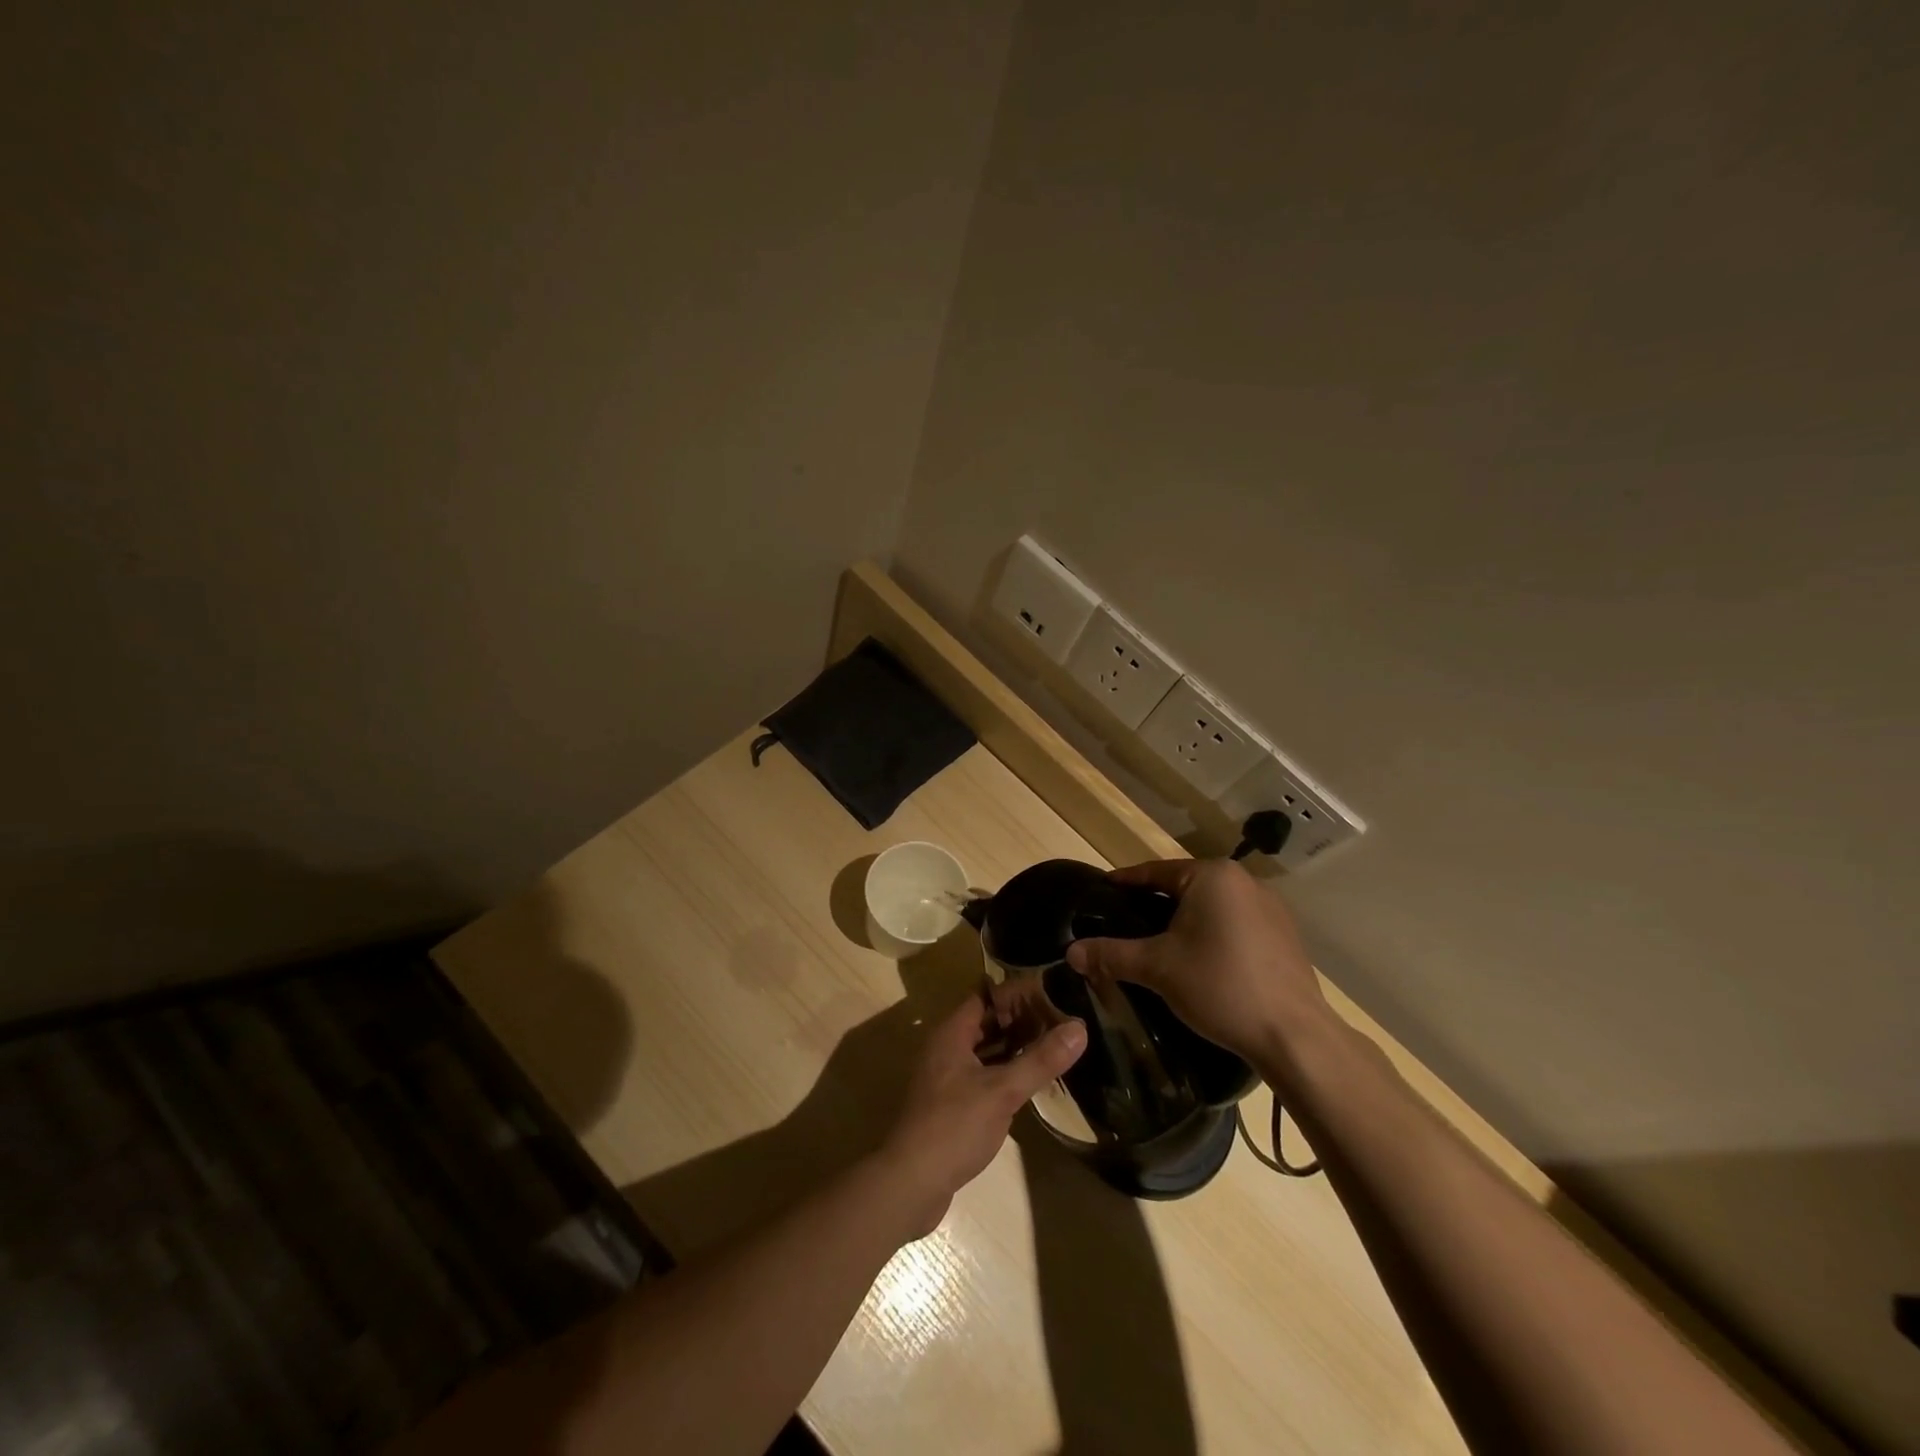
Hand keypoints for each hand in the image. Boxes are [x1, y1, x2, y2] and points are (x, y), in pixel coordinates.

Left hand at [877, 993, 1086, 1237]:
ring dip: (1014, 1046)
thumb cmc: (954, 1125)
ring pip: (985, 1050)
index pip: (986, 996)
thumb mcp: (1002, 1091)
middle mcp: (946, 1048)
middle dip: (1020, 1018)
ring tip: (1052, 1043)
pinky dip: (1005, 1071)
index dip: (1016, 991)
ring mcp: (947, 1077)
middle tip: (1059, 1017)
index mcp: (952, 1034)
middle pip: (986, 1022)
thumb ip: (1040, 1060)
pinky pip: (983, 1074)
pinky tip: (1030, 1080)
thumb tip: (1080, 1027)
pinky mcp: (951, 1104)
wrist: (911, 1182)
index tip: (1050, 989)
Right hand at [1065, 859, 1328, 1065]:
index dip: (1124, 884)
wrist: (1294, 1036)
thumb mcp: (1157, 968)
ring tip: (1158, 946)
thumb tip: (1070, 952)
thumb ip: (1111, 954)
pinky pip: (1235, 925)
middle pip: (1184, 887)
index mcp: (1213, 875)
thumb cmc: (1220, 986)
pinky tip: (1201, 962)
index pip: (1154, 872)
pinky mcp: (1285, 937)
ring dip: (1185, 922)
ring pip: (1211, 907)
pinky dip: (1212, 936)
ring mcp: (1271, 909)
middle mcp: (1245, 881)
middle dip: (1154, 906)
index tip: (1100, 894)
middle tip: (1125, 926)